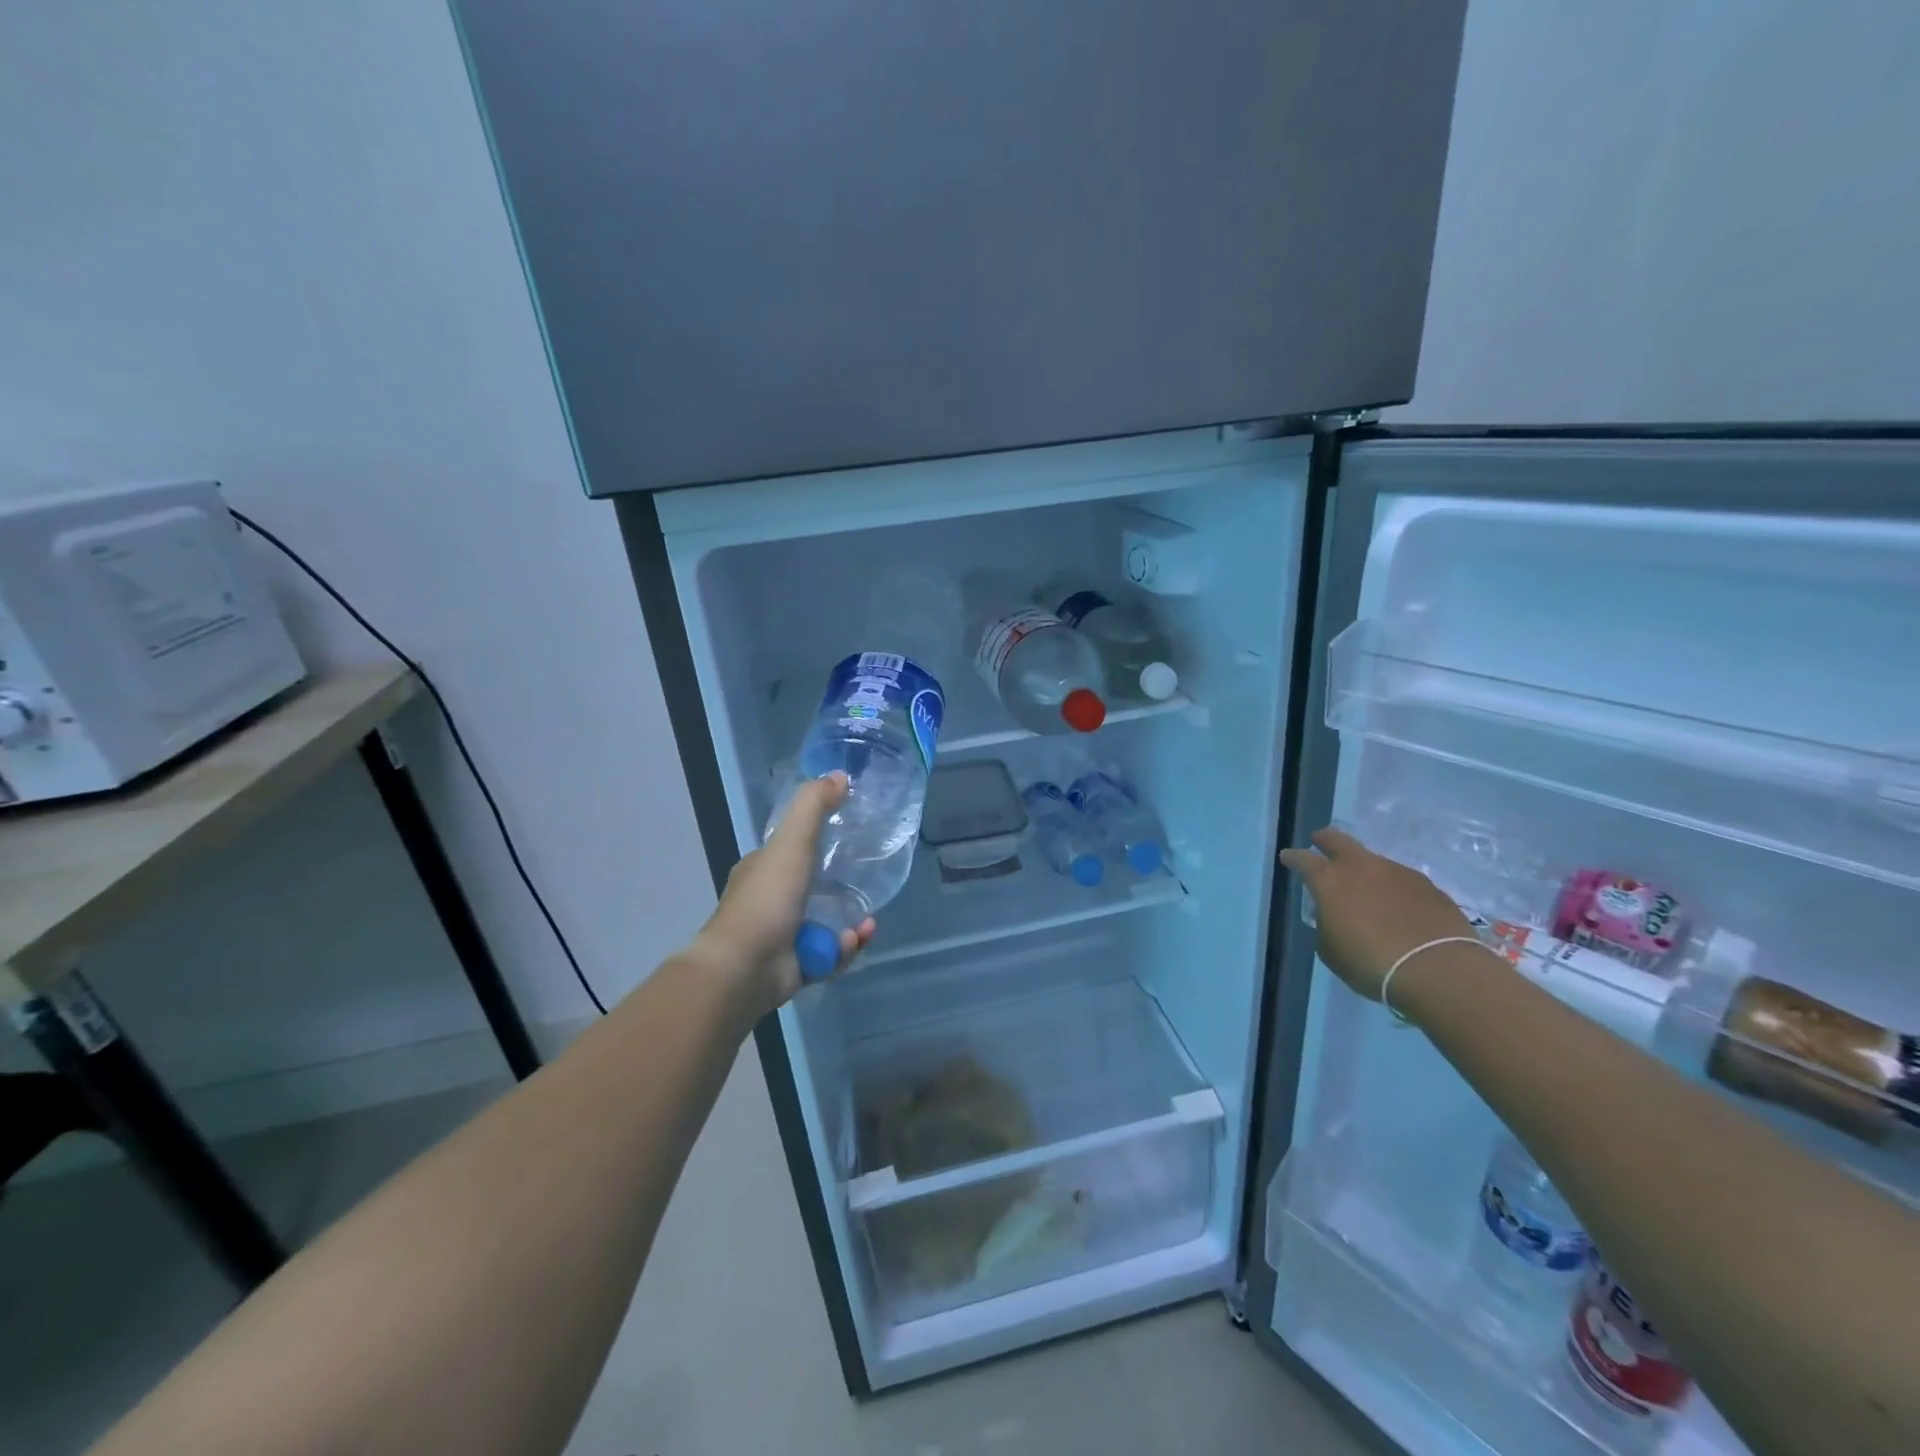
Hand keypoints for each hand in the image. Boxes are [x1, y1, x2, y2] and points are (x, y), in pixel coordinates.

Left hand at [692, 772, 874, 1014]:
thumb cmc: (767, 898)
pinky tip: (853, 941)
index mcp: (762, 870)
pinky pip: (828, 956)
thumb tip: (841, 776)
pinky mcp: (794, 968)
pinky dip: (843, 950)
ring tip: (868, 924)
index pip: (790, 851)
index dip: (816, 844)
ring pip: (825, 925)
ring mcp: (781, 937)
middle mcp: (769, 902)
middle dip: (842, 890)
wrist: (744, 967)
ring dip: (850, 924)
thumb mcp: (792, 841)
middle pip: (812, 889)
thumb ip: (814, 806)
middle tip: (866, 885)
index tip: (847, 841)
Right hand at [1280, 827, 1476, 1002]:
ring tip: (1366, 888)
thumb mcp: (1331, 950)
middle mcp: (1361, 867)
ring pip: (1373, 860)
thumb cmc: (1370, 962)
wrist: (1437, 969)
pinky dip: (1393, 889)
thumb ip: (1326, 926)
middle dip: (1325, 839)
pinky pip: (1401, 880)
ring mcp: (1397, 872)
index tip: (1288, 857)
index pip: (1303, 860)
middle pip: (1338, 840)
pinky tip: (1398, 907)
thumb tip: (1333, 916)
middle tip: (1319, 841)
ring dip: (1364, 869)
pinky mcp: (1428, 886)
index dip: (1293, 858)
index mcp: (1329, 881)